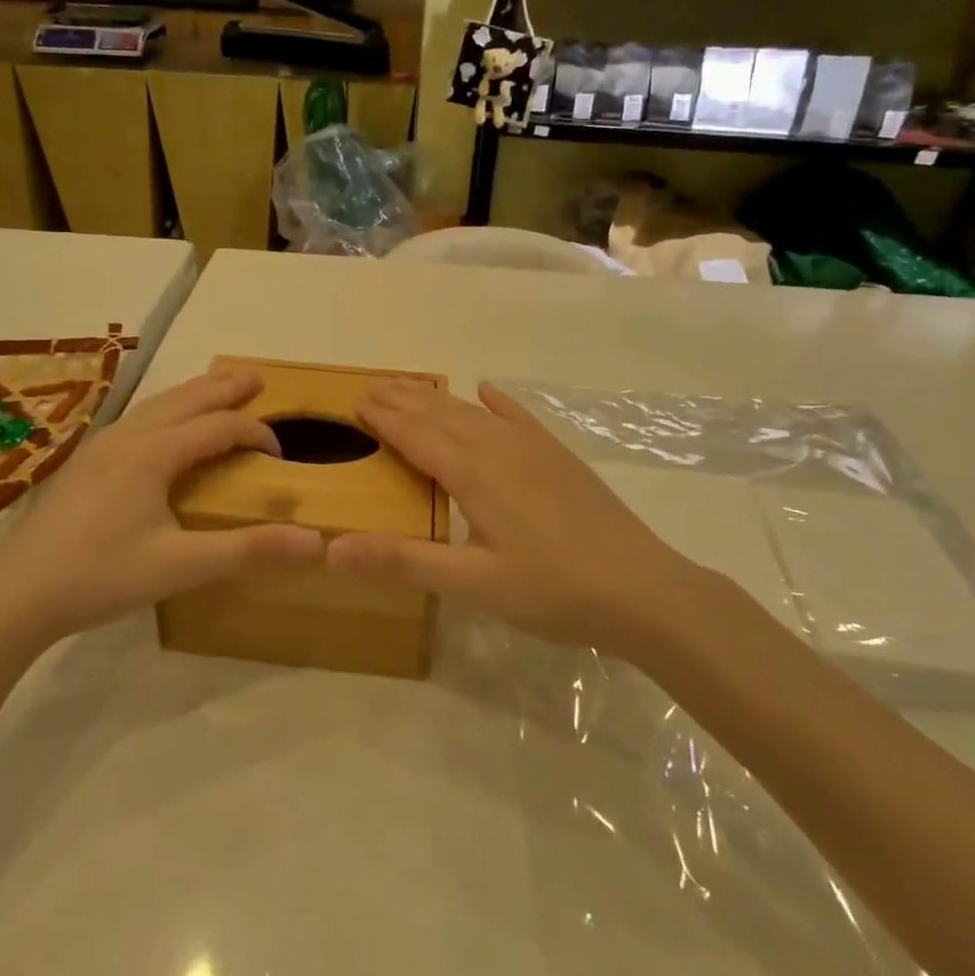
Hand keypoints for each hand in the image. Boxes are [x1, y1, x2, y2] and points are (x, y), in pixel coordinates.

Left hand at [0, 369, 322, 647]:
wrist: (14, 595)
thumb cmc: (100, 576)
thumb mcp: (180, 566)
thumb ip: (248, 551)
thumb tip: (316, 543)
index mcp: (153, 452)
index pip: (219, 427)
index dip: (255, 433)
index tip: (280, 455)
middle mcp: (127, 436)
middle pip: (186, 399)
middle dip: (224, 388)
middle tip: (256, 378)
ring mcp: (100, 446)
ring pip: (157, 405)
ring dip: (194, 394)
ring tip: (218, 389)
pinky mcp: (85, 463)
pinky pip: (138, 419)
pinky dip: (167, 410)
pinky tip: (163, 427)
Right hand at [328, 381, 712, 652]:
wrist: (642, 589)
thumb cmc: (551, 590)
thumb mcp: (471, 583)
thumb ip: (402, 561)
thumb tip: (332, 548)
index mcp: (473, 473)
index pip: (416, 435)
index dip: (384, 418)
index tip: (356, 400)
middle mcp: (499, 447)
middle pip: (441, 415)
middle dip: (404, 400)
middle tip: (372, 385)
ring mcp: (534, 448)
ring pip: (475, 413)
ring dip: (439, 399)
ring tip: (413, 386)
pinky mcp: (559, 457)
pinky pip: (519, 417)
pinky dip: (498, 402)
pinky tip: (487, 391)